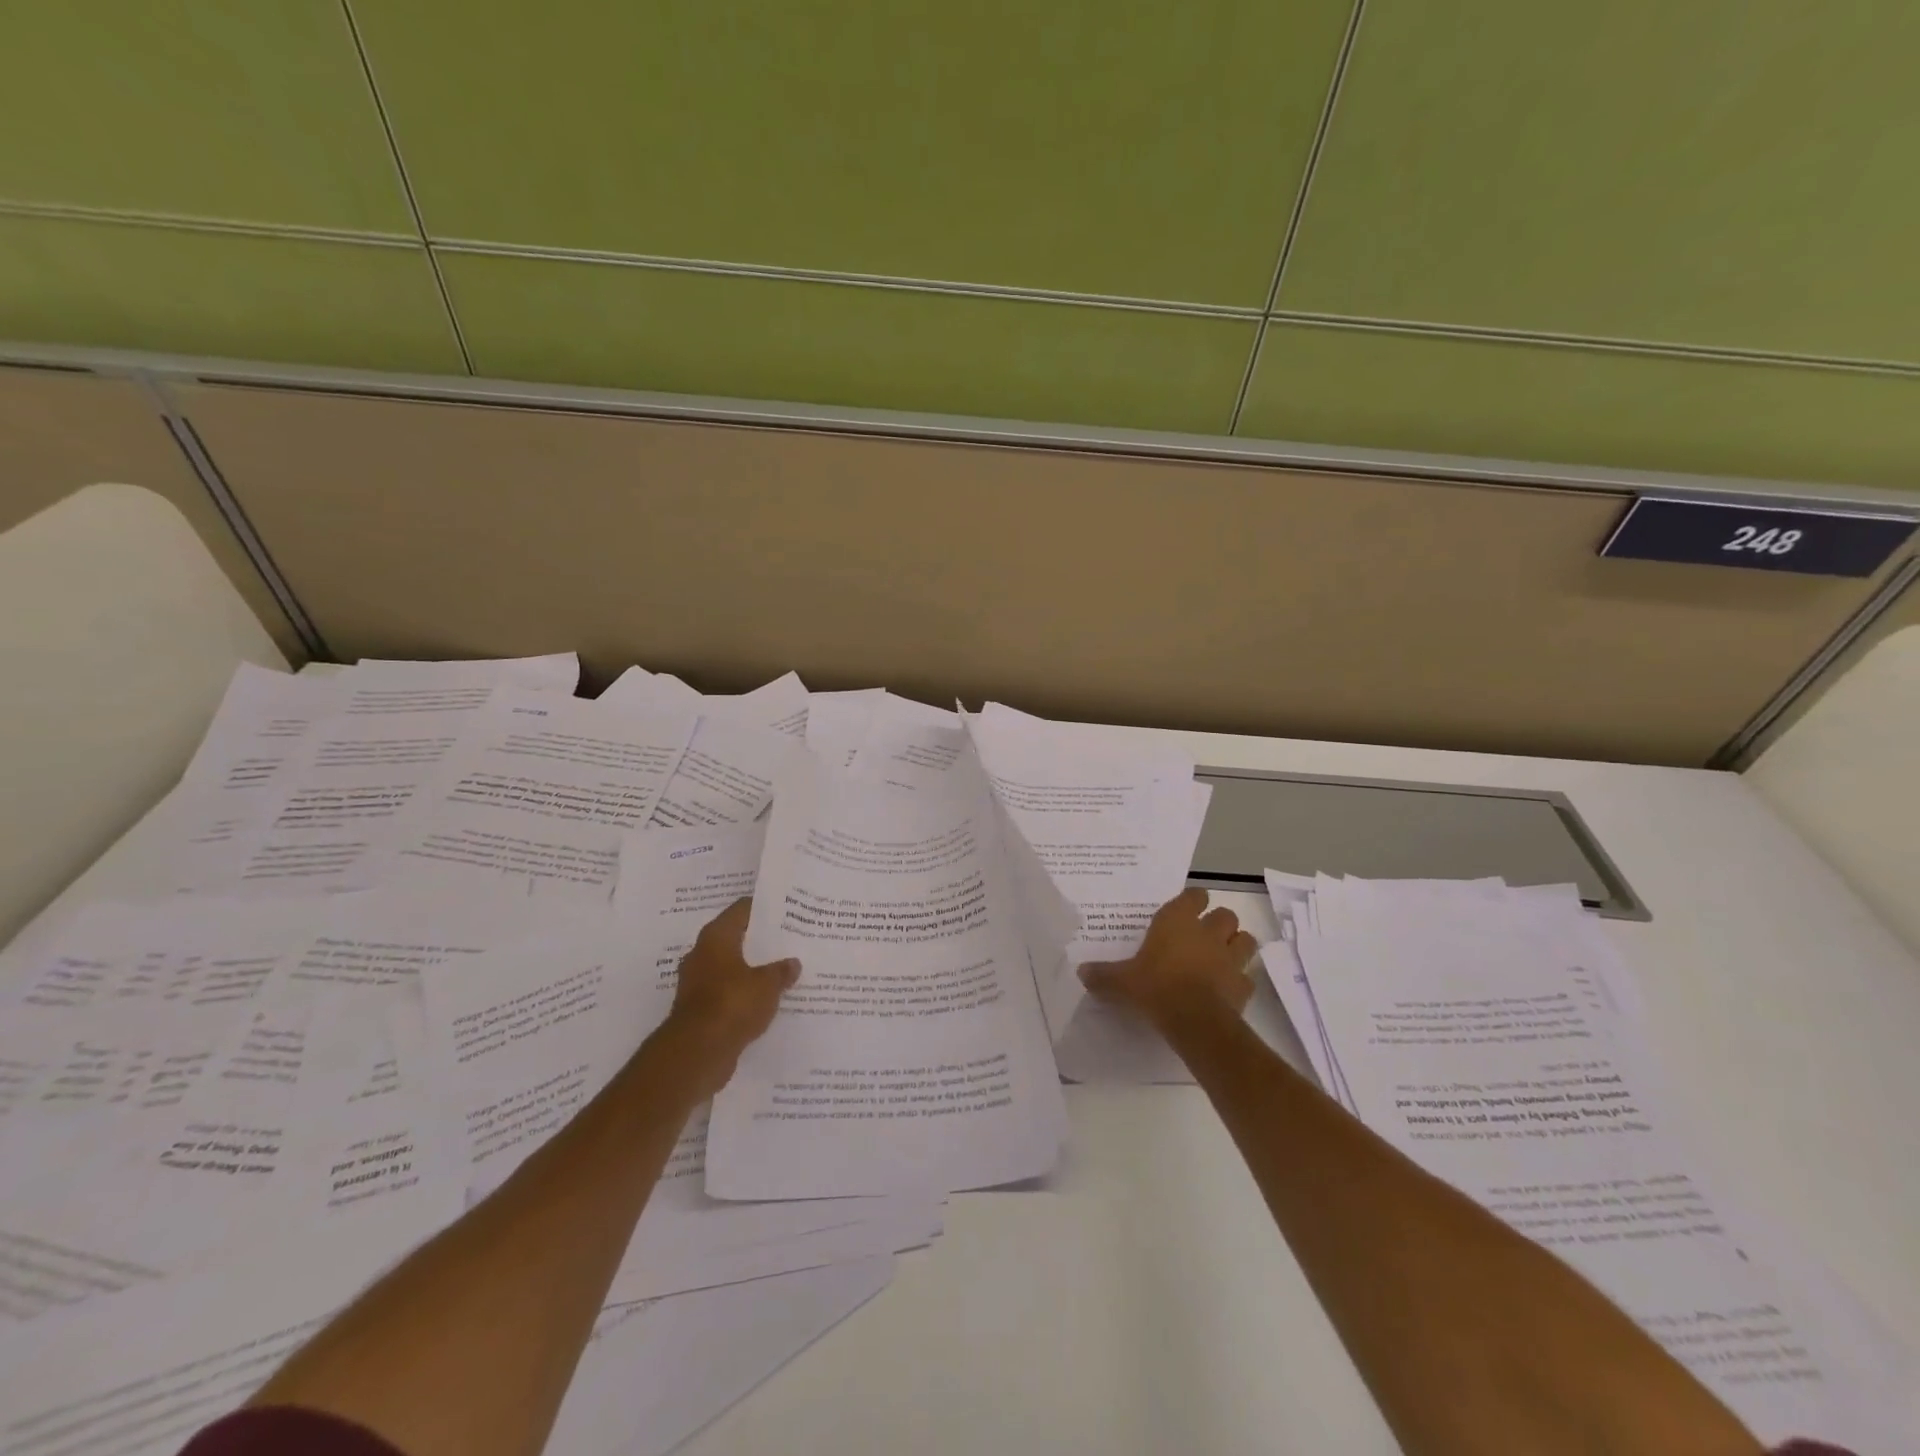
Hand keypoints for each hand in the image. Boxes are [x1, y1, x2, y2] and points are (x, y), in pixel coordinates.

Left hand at [657, 898, 799, 1093]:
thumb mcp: (767, 984)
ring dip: (752, 970)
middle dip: (761, 941)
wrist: (697, 1052)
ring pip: (732, 968)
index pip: (742, 909)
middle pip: (736, 939)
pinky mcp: (700, 1009)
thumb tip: (793, 963)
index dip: (765, 908)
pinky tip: (767, 999)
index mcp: (716, 937)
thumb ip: (782, 971)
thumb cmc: (732, 1003)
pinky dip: (745, 995)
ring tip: (783, 970)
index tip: (787, 910)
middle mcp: (702, 954)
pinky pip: (728, 994)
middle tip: (790, 940)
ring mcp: (698, 983)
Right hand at [1079, 887, 1257, 1029]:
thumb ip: (1103, 975)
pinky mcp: (1243, 985)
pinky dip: (1239, 980)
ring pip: (1245, 940)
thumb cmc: (1155, 987)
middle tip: (1203, 936)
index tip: (1185, 910)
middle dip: (1218, 923)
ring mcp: (1230, 958)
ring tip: (1222, 956)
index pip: (1194, 896)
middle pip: (1225, 914)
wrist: (1194, 1019)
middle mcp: (1208, 933)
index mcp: (1178, 921)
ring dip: (1237, 945)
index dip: (1192, 901)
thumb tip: (1080, 971)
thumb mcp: (1121, 981)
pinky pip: (1246, 976)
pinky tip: (1226, 988)